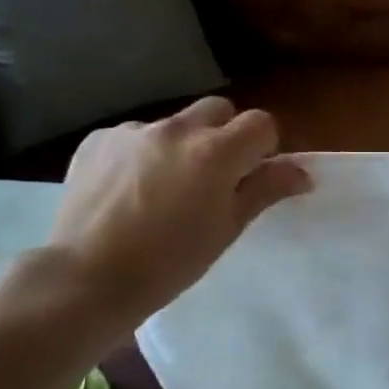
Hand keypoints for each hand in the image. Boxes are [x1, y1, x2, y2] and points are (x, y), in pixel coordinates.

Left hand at [45, 98, 310, 339]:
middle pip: (218, 109)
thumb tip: (301, 172)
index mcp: (216, 151)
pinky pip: (134, 136)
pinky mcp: (97, 140)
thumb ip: (265, 190)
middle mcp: (176, 129)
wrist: (87, 278)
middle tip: (214, 176)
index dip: (264, 146)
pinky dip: (141, 154)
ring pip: (174, 123)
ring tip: (163, 188)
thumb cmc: (170, 262)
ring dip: (181, 145)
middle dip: (225, 134)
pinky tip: (128, 190)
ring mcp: (132, 131)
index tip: (253, 174)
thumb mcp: (227, 228)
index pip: (261, 123)